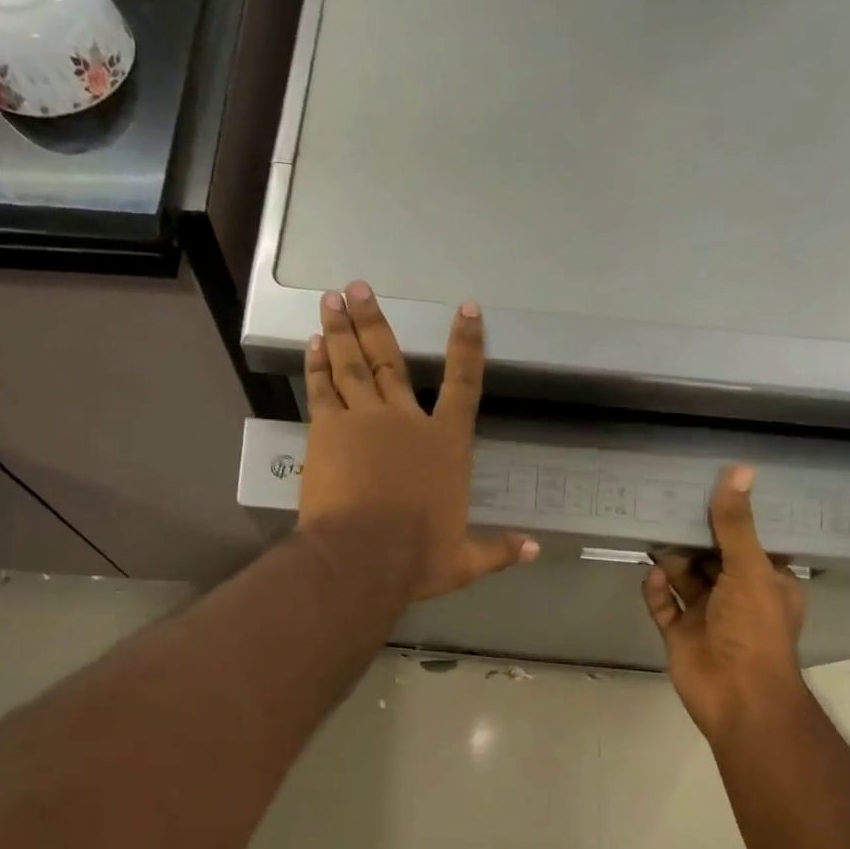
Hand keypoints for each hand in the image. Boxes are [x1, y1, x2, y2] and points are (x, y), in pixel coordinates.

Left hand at [297, 282, 537, 600]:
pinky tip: (313, 344)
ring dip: (343, 330)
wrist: (361, 558)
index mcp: (445, 445)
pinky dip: (318, 365)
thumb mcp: (464, 560)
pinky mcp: (327, 431)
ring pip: (352, 365)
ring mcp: (363, 420)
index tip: (467, 309)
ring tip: (331, 298)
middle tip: (358, 287)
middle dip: (376, 321)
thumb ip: (499, 550)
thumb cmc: (417, 557)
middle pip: (391, 360)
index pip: (463, 384)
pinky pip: (322, 389)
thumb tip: (536, 549)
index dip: (467, 345)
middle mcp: (405, 420)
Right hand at [642, 466, 808, 742]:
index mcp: (767, 581)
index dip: (733, 517)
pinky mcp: (681, 633)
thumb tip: (738, 470)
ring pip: (686, 579)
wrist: (736, 695)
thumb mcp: (749, 568)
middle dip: (694, 536)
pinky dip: (657, 590)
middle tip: (668, 500)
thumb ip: (736, 523)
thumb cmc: (753, 628)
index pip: (751, 541)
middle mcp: (738, 595)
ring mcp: (707, 616)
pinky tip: (650, 574)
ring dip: (672, 560)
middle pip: (713, 557)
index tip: (710, 486)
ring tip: (652, 528)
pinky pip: (664, 605)